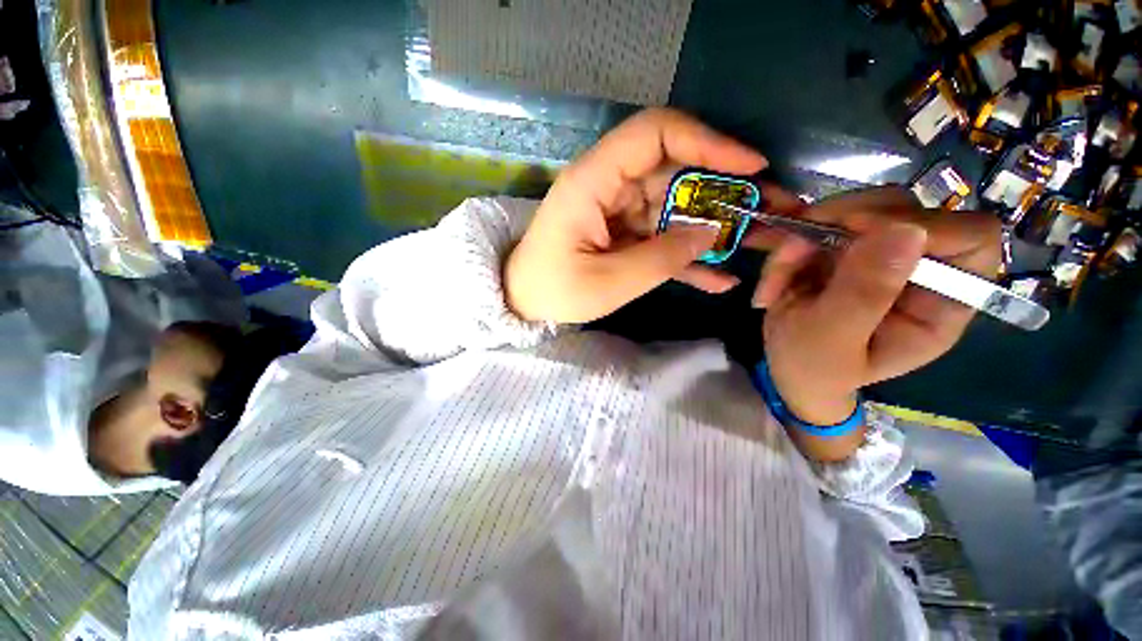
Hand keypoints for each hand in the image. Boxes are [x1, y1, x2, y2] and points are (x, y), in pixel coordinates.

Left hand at [505, 108, 767, 323]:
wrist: (524, 303)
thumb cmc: (555, 291)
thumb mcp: (609, 281)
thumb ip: (662, 257)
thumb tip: (710, 234)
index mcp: (594, 183)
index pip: (654, 134)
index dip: (706, 141)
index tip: (750, 166)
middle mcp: (609, 187)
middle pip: (675, 172)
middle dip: (724, 190)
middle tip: (771, 209)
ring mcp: (618, 212)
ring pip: (674, 208)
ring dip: (714, 226)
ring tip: (758, 242)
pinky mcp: (623, 235)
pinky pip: (660, 237)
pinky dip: (688, 256)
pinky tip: (718, 279)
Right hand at [749, 186, 1000, 428]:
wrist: (787, 370)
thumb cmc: (814, 369)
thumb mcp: (832, 342)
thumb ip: (864, 294)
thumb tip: (905, 229)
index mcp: (940, 304)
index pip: (971, 239)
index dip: (926, 224)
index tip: (859, 230)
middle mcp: (918, 270)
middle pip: (906, 211)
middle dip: (840, 225)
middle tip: (793, 250)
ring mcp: (879, 255)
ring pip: (854, 212)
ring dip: (802, 240)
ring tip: (775, 279)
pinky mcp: (845, 250)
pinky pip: (818, 227)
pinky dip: (787, 248)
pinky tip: (773, 281)